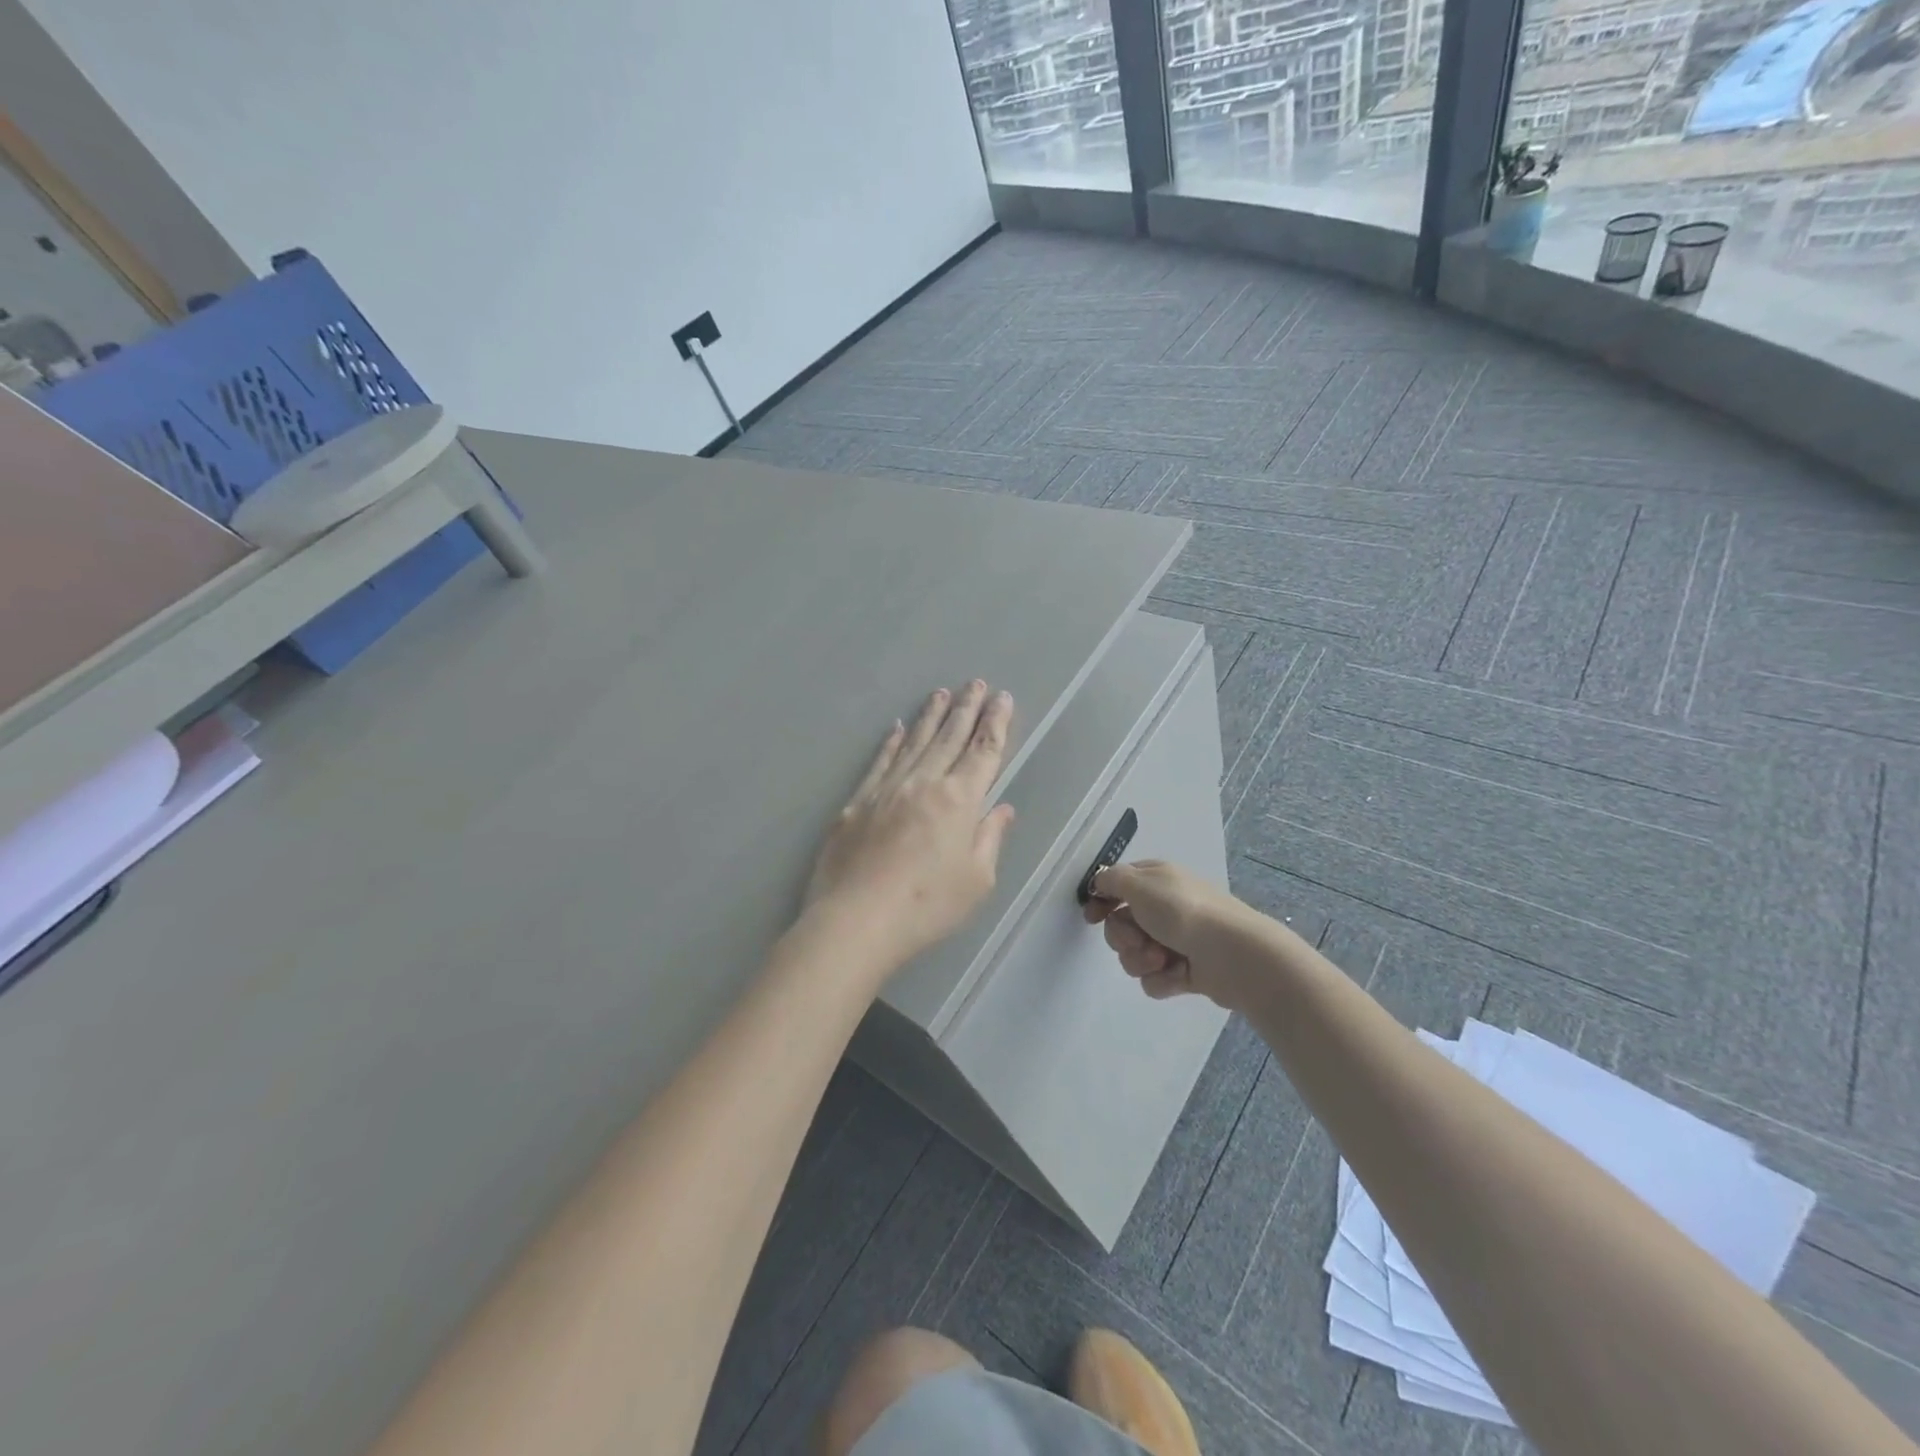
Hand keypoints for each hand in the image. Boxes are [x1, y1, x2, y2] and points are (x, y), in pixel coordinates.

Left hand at [804, 681, 1017, 973]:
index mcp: (959, 800)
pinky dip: (890, 743)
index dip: (995, 723)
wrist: (857, 920)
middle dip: (966, 709)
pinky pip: (879, 762)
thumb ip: (989, 838)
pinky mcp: (857, 803)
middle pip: (949, 737)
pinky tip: (896, 728)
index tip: (1002, 698)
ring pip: (914, 742)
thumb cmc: (927, 906)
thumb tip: (1002, 808)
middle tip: (975, 683)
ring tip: (941, 693)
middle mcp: (924, 783)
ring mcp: (887, 789)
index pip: (983, 751)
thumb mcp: (976, 880)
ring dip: (930, 716)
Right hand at [1083, 860, 1262, 1008]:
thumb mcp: (1140, 884)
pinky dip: (1163, 979)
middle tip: (1140, 939)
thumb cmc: (1183, 912)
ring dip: (1142, 959)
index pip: (1117, 886)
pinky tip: (1179, 974)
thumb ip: (1112, 879)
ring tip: (1163, 959)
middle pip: (1120, 926)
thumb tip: (1100, 882)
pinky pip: (1154, 979)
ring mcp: (1174, 940)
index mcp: (1155, 880)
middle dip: (1124, 937)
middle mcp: (1163, 908)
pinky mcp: (1183, 971)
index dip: (1101, 901)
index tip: (1092, 917)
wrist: (1233, 955)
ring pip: (1134, 955)